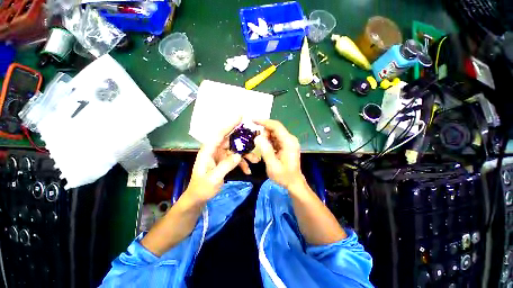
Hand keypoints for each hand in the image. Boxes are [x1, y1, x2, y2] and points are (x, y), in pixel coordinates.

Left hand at [184, 118, 259, 203]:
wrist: (199, 197)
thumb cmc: (202, 188)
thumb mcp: (213, 178)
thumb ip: (225, 166)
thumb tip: (238, 155)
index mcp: (208, 150)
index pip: (219, 134)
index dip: (230, 125)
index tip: (241, 117)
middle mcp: (215, 150)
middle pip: (231, 140)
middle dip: (243, 141)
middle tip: (255, 139)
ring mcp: (220, 155)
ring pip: (235, 150)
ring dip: (246, 154)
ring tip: (256, 160)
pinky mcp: (224, 161)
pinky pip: (235, 158)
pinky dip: (242, 163)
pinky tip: (248, 170)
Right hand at [254, 119, 305, 189]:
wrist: (293, 182)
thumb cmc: (284, 176)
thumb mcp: (272, 165)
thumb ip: (266, 150)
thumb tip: (258, 137)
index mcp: (288, 142)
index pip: (276, 126)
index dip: (264, 122)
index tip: (253, 120)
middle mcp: (290, 139)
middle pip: (275, 129)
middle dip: (264, 133)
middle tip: (258, 144)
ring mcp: (289, 141)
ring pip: (274, 133)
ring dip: (266, 137)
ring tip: (261, 147)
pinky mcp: (287, 144)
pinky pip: (276, 138)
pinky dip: (269, 141)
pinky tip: (265, 148)